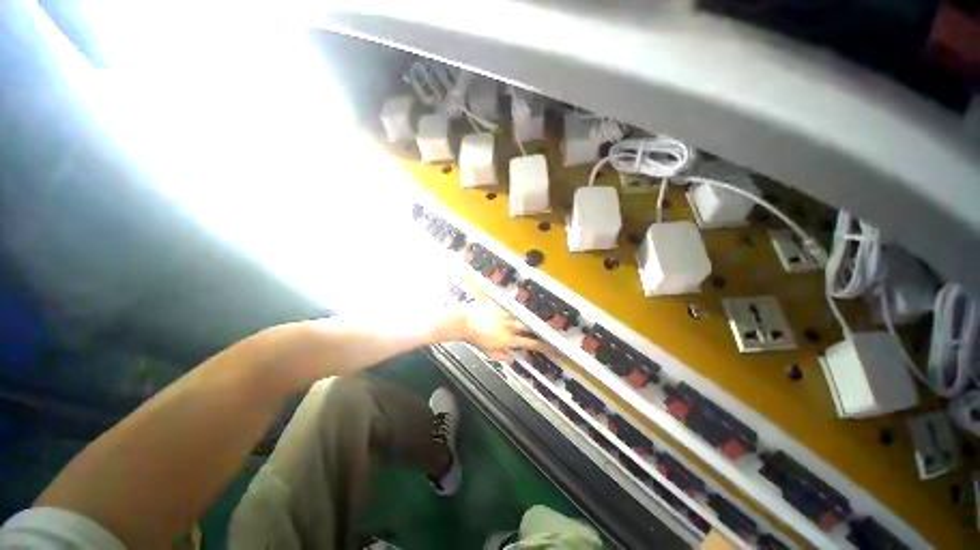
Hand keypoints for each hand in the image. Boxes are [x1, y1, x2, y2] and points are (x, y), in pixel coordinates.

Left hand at [451, 299, 551, 361]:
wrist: (465, 322)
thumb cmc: (476, 338)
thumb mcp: (489, 352)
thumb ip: (502, 355)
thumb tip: (512, 359)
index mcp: (509, 339)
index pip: (530, 344)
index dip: (543, 347)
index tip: (552, 349)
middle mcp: (510, 326)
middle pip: (530, 327)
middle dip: (540, 329)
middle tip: (548, 330)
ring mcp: (505, 314)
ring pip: (522, 316)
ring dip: (527, 318)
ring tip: (534, 318)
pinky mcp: (500, 306)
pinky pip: (511, 307)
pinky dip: (514, 309)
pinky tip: (517, 307)